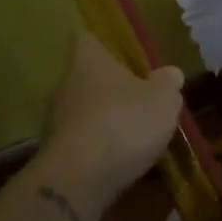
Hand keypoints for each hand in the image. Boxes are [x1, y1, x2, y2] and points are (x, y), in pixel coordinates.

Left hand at [40, 32, 183, 202]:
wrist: (79, 179)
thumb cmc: (124, 123)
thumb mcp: (162, 100)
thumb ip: (167, 84)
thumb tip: (170, 72)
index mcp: (88, 61)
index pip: (87, 40)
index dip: (105, 47)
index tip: (124, 60)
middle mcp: (63, 84)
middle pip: (85, 78)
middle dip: (108, 89)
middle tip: (137, 103)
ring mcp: (53, 120)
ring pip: (80, 111)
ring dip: (101, 121)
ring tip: (130, 138)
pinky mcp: (51, 153)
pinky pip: (77, 142)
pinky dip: (94, 149)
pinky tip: (116, 163)